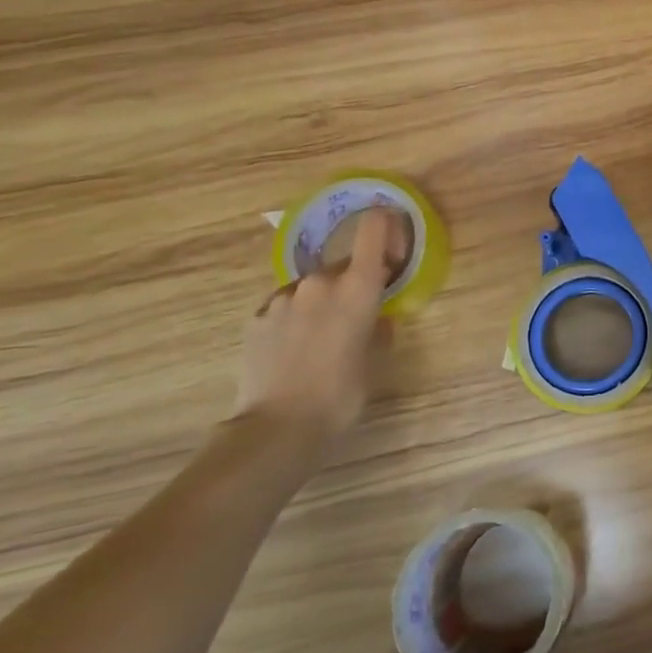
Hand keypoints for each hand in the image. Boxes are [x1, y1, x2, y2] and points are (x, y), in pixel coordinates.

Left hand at [234, 207, 406, 448]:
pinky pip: (288, 306)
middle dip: (356, 282)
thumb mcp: (377, 360)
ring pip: (315, 287)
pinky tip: (299, 349)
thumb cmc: (342, 393)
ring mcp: (283, 298)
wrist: (277, 427)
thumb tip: (375, 314)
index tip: (394, 244)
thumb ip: (379, 326)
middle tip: (361, 317)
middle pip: (345, 265)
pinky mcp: (257, 317)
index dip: (386, 225)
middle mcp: (320, 282)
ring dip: (325, 302)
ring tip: (326, 340)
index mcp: (357, 287)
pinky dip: (298, 318)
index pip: (373, 229)